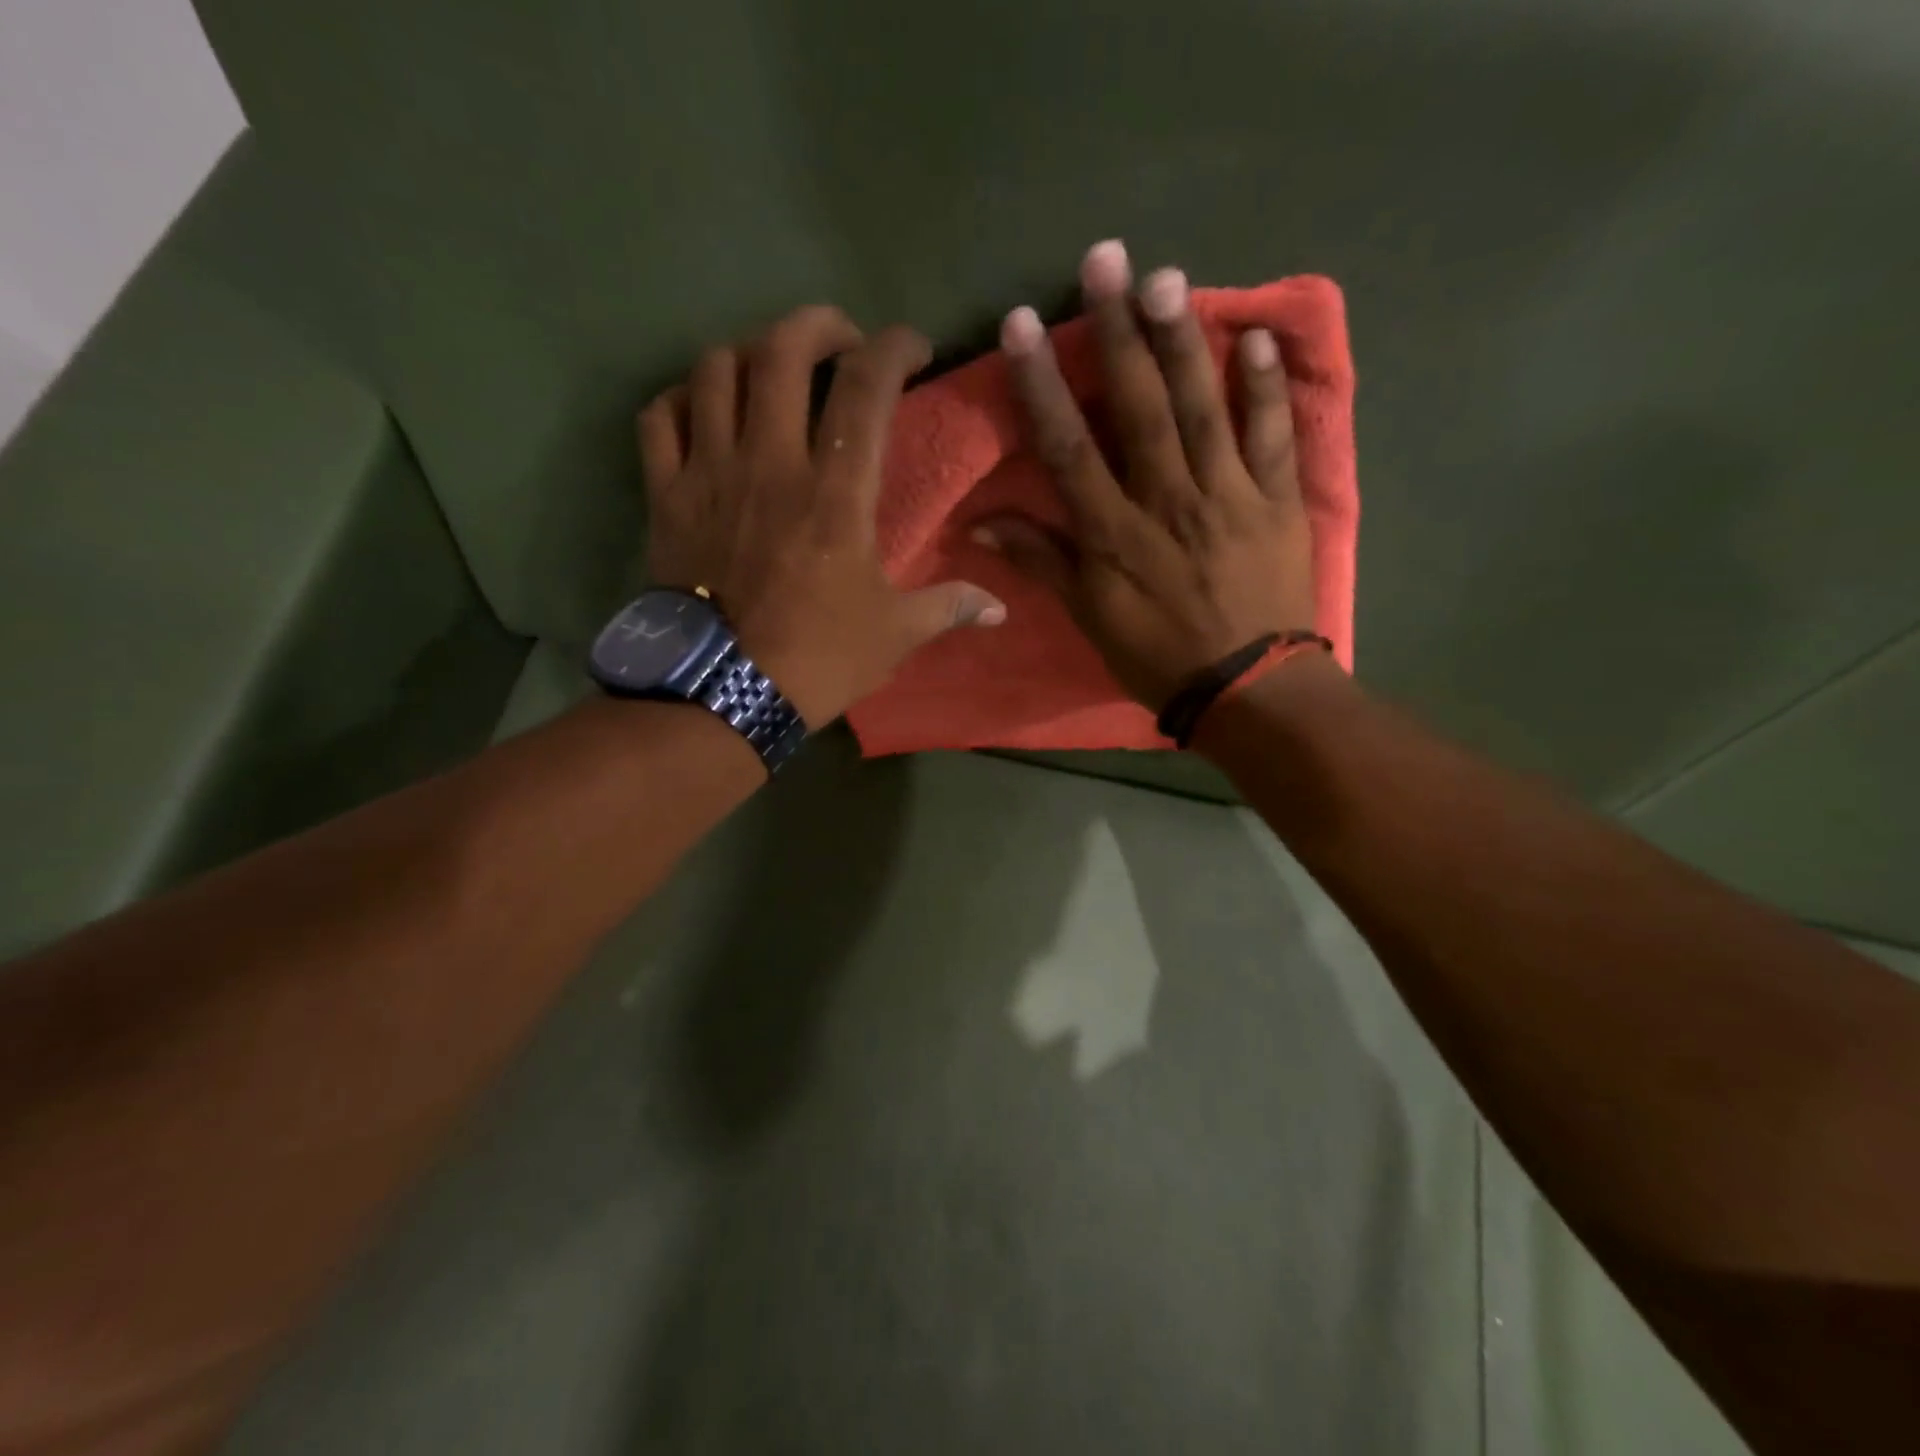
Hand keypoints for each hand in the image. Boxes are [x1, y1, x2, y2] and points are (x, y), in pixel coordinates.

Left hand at [639, 305, 1004, 728]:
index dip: (895, 347)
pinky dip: (681, 397)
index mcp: (836, 492)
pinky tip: (703, 407)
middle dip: (818, 324)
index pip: (867, 386)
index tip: (912, 349)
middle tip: (840, 340)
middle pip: (783, 350)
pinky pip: (659, 416)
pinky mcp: (666, 495)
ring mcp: (710, 473)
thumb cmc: (818, 658)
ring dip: (748, 352)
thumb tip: (1000, 608)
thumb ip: (950, 607)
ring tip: (770, 370)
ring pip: (716, 370)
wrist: (724, 693)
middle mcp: (771, 462)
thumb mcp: (896, 634)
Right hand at [973, 240, 1316, 710]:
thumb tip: (982, 527)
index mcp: (1115, 531)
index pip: (1070, 445)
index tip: (1023, 325)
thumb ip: (1042, 563)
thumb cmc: (1158, 656)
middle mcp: (1168, 498)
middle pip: (1140, 406)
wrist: (1248, 689)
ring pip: (1203, 406)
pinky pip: (1273, 435)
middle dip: (1118, 333)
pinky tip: (1255, 337)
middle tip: (1106, 261)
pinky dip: (1265, 387)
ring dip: (1184, 340)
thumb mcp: (1089, 618)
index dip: (1044, 382)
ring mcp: (1229, 494)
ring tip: (1167, 278)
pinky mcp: (1277, 500)